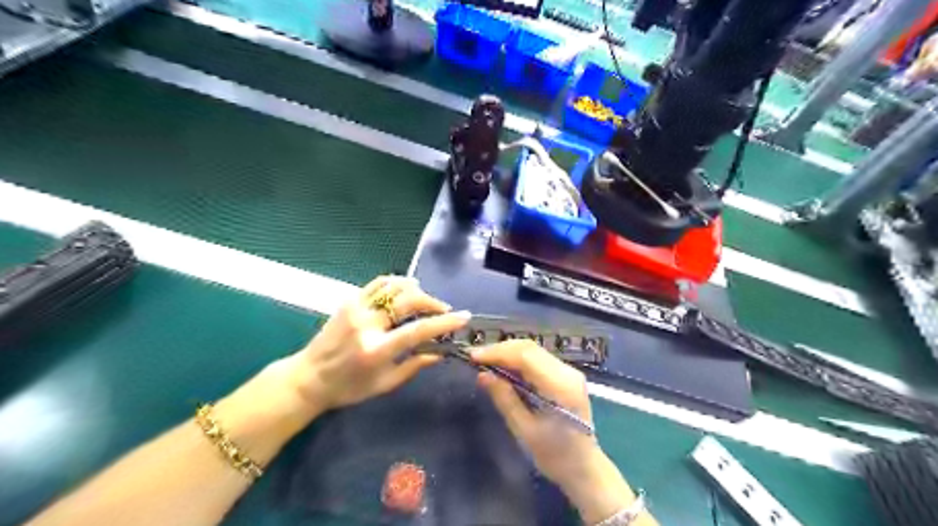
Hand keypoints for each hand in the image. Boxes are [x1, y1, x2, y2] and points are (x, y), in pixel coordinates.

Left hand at [290, 277, 473, 416]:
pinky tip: (406, 289)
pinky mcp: (349, 301)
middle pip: (408, 300)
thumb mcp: (384, 384)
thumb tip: (440, 352)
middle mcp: (367, 325)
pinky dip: (396, 283)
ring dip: (416, 289)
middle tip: (443, 310)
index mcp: (376, 350)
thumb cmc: (348, 388)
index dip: (444, 323)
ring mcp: (356, 308)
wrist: (308, 377)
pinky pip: (378, 283)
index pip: (417, 330)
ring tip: (425, 300)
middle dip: (432, 302)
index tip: (463, 317)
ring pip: (394, 286)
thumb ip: (414, 366)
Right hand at [478, 342, 644, 524]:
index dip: (498, 352)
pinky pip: (538, 359)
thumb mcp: (524, 430)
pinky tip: (503, 368)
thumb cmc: (555, 455)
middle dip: (500, 350)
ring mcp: (569, 371)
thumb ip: (505, 398)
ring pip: (533, 350)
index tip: (473, 356)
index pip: (526, 356)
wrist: (584, 468)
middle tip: (476, 358)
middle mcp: (567, 372)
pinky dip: (518, 360)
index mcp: (560, 386)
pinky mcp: (565, 375)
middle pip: (529, 348)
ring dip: (508, 353)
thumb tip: (483, 374)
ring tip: (485, 362)